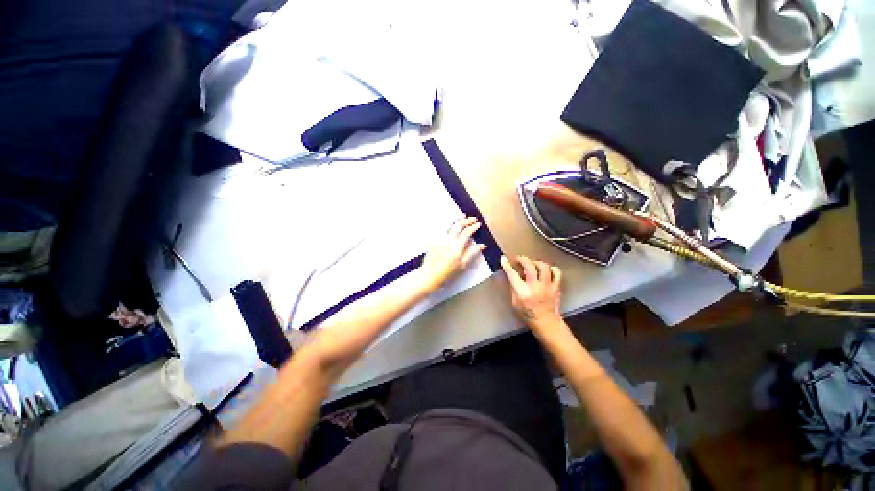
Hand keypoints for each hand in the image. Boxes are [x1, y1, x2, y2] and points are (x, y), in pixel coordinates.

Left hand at [418, 217, 486, 293]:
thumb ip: (472, 253)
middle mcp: (448, 240)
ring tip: (463, 216)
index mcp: (456, 247)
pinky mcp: (433, 240)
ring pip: (449, 225)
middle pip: (458, 225)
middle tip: (474, 219)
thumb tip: (483, 245)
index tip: (479, 224)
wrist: (429, 276)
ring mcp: (439, 239)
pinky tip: (452, 223)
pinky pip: (441, 229)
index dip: (473, 227)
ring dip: (457, 219)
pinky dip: (448, 224)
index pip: (466, 232)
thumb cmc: (448, 273)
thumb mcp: (463, 265)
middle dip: (467, 220)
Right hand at [501, 255, 563, 330]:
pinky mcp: (556, 287)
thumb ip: (514, 288)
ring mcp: (547, 286)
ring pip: (544, 267)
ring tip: (533, 263)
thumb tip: (513, 276)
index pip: (513, 275)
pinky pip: (557, 273)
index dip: (507, 265)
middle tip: (519, 259)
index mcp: (523, 292)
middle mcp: (535, 287)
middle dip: (523, 259)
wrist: (546, 323)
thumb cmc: (528, 315)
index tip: (504, 259)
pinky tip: (547, 270)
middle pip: (530, 266)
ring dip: (536, 262)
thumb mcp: (515, 303)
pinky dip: (552, 269)